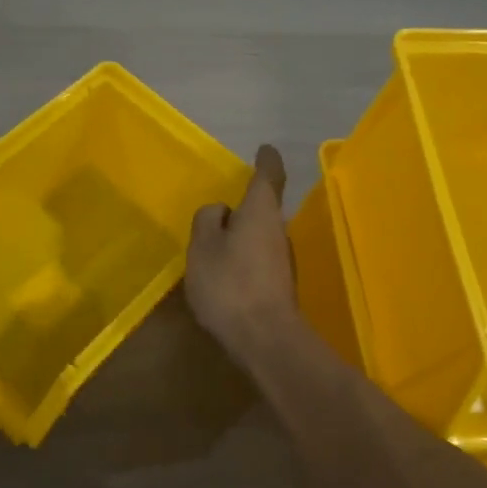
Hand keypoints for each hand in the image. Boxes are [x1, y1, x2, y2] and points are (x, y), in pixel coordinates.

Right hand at [186, 145, 299, 364]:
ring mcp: (282, 259)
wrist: (265, 338)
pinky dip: (242, 260)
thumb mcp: (203, 246)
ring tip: (213, 249)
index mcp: (260, 212)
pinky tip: (224, 277)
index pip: (269, 176)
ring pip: (259, 236)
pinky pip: (258, 260)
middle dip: (243, 207)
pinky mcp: (280, 285)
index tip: (264, 149)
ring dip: (241, 236)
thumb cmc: (229, 284)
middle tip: (217, 214)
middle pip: (263, 208)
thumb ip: (207, 220)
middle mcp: (278, 230)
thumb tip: (220, 211)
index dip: (266, 160)